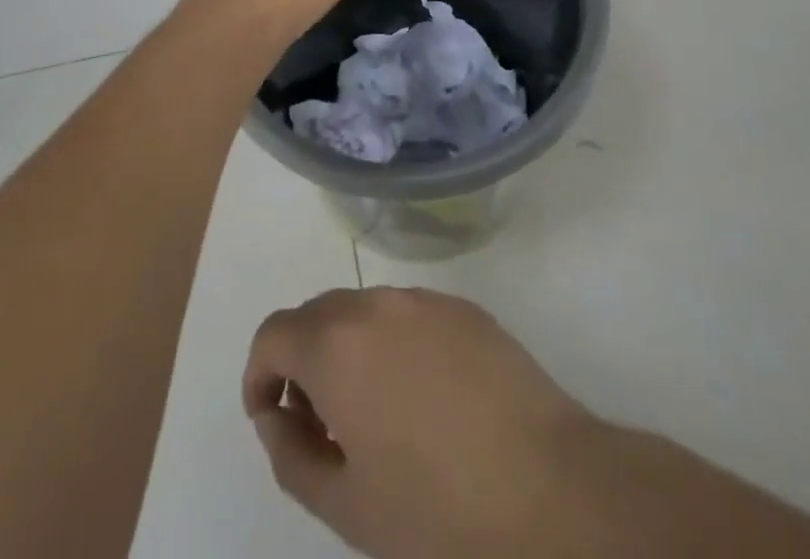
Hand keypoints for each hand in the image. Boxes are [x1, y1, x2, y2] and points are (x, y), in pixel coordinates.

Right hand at [243, 287, 589, 558]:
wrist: (550, 485)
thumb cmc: (439, 509)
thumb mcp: (347, 506)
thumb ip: (293, 457)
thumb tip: (276, 416)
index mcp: (337, 344)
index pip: (274, 333)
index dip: (260, 372)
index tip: (271, 415)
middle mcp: (375, 304)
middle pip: (317, 315)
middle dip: (303, 360)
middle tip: (320, 423)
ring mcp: (424, 300)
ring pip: (364, 310)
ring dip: (349, 348)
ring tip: (373, 412)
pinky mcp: (464, 307)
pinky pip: (409, 315)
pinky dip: (394, 343)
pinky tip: (423, 397)